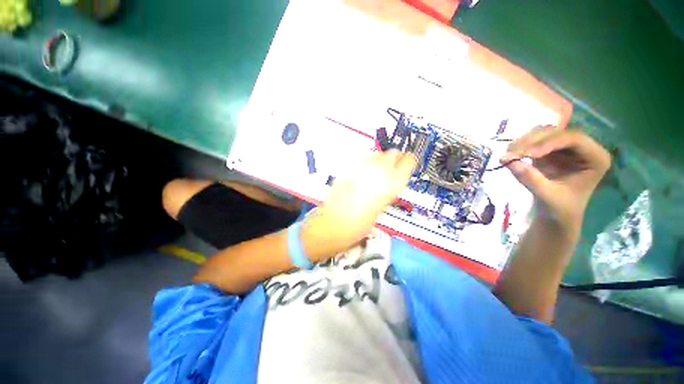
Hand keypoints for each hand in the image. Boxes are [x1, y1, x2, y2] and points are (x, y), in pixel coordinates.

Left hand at [302, 150, 416, 256]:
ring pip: (377, 154)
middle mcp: (379, 171)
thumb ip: (386, 191)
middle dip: (393, 159)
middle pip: (393, 153)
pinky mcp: (348, 167)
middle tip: (390, 169)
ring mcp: (362, 167)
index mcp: (392, 184)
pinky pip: (362, 160)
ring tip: (374, 174)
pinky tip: (361, 175)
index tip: (407, 164)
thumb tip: (389, 181)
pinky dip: (365, 164)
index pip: (408, 162)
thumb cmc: (359, 225)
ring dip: (378, 161)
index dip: (408, 162)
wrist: (333, 224)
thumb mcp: (380, 209)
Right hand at [502, 126, 610, 235]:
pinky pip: (534, 140)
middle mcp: (583, 148)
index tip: (525, 154)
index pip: (573, 139)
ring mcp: (565, 148)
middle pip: (556, 133)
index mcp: (595, 158)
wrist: (556, 214)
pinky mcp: (550, 150)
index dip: (548, 142)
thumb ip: (530, 178)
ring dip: (523, 142)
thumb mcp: (547, 195)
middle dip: (532, 141)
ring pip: (543, 133)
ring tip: (507, 155)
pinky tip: (511, 154)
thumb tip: (507, 161)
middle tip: (510, 153)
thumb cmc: (560, 208)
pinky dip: (521, 146)